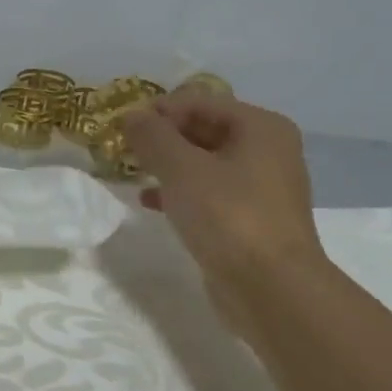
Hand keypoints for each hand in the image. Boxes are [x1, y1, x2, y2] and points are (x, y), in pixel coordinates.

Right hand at [121, 87, 327, 337]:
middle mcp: (267, 150)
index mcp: (260, 127)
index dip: (158, 110)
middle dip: (162, 138)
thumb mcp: (181, 169)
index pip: (199, 102)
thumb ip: (152, 137)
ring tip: (132, 173)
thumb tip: (131, 115)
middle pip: (203, 129)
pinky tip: (149, 202)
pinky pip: (208, 192)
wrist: (270, 288)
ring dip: (167, 165)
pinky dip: (179, 192)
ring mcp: (260, 186)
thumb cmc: (228, 216)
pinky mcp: (249, 218)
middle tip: (123, 150)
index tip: (121, 127)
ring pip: (203, 163)